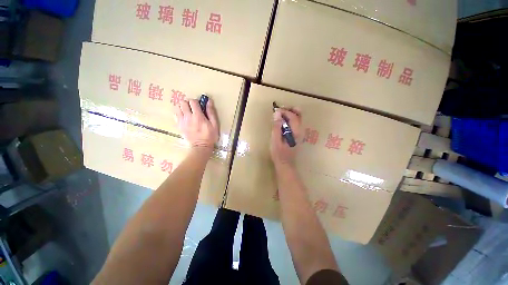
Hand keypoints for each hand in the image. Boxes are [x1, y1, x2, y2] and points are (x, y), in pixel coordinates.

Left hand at [176, 99, 218, 154]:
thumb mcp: (214, 124)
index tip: (200, 106)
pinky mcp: (179, 125)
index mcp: (198, 116)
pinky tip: (184, 117)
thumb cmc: (210, 135)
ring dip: (182, 107)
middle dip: (188, 103)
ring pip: (177, 107)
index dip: (196, 101)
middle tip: (193, 108)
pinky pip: (175, 115)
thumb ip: (211, 112)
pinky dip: (179, 113)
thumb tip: (208, 101)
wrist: (201, 146)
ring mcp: (182, 121)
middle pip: (183, 102)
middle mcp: (188, 117)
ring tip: (188, 111)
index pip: (192, 101)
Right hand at [270, 108, 301, 167]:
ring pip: (297, 118)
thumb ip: (277, 127)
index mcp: (296, 132)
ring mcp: (300, 133)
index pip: (293, 116)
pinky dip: (289, 119)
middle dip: (289, 110)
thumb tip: (277, 114)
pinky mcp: (297, 135)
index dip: (284, 111)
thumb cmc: (279, 153)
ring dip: (289, 114)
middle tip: (279, 110)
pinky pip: (295, 123)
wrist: (285, 164)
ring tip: (279, 115)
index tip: (275, 111)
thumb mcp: (275, 140)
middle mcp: (300, 131)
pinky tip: (282, 122)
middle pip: (298, 115)